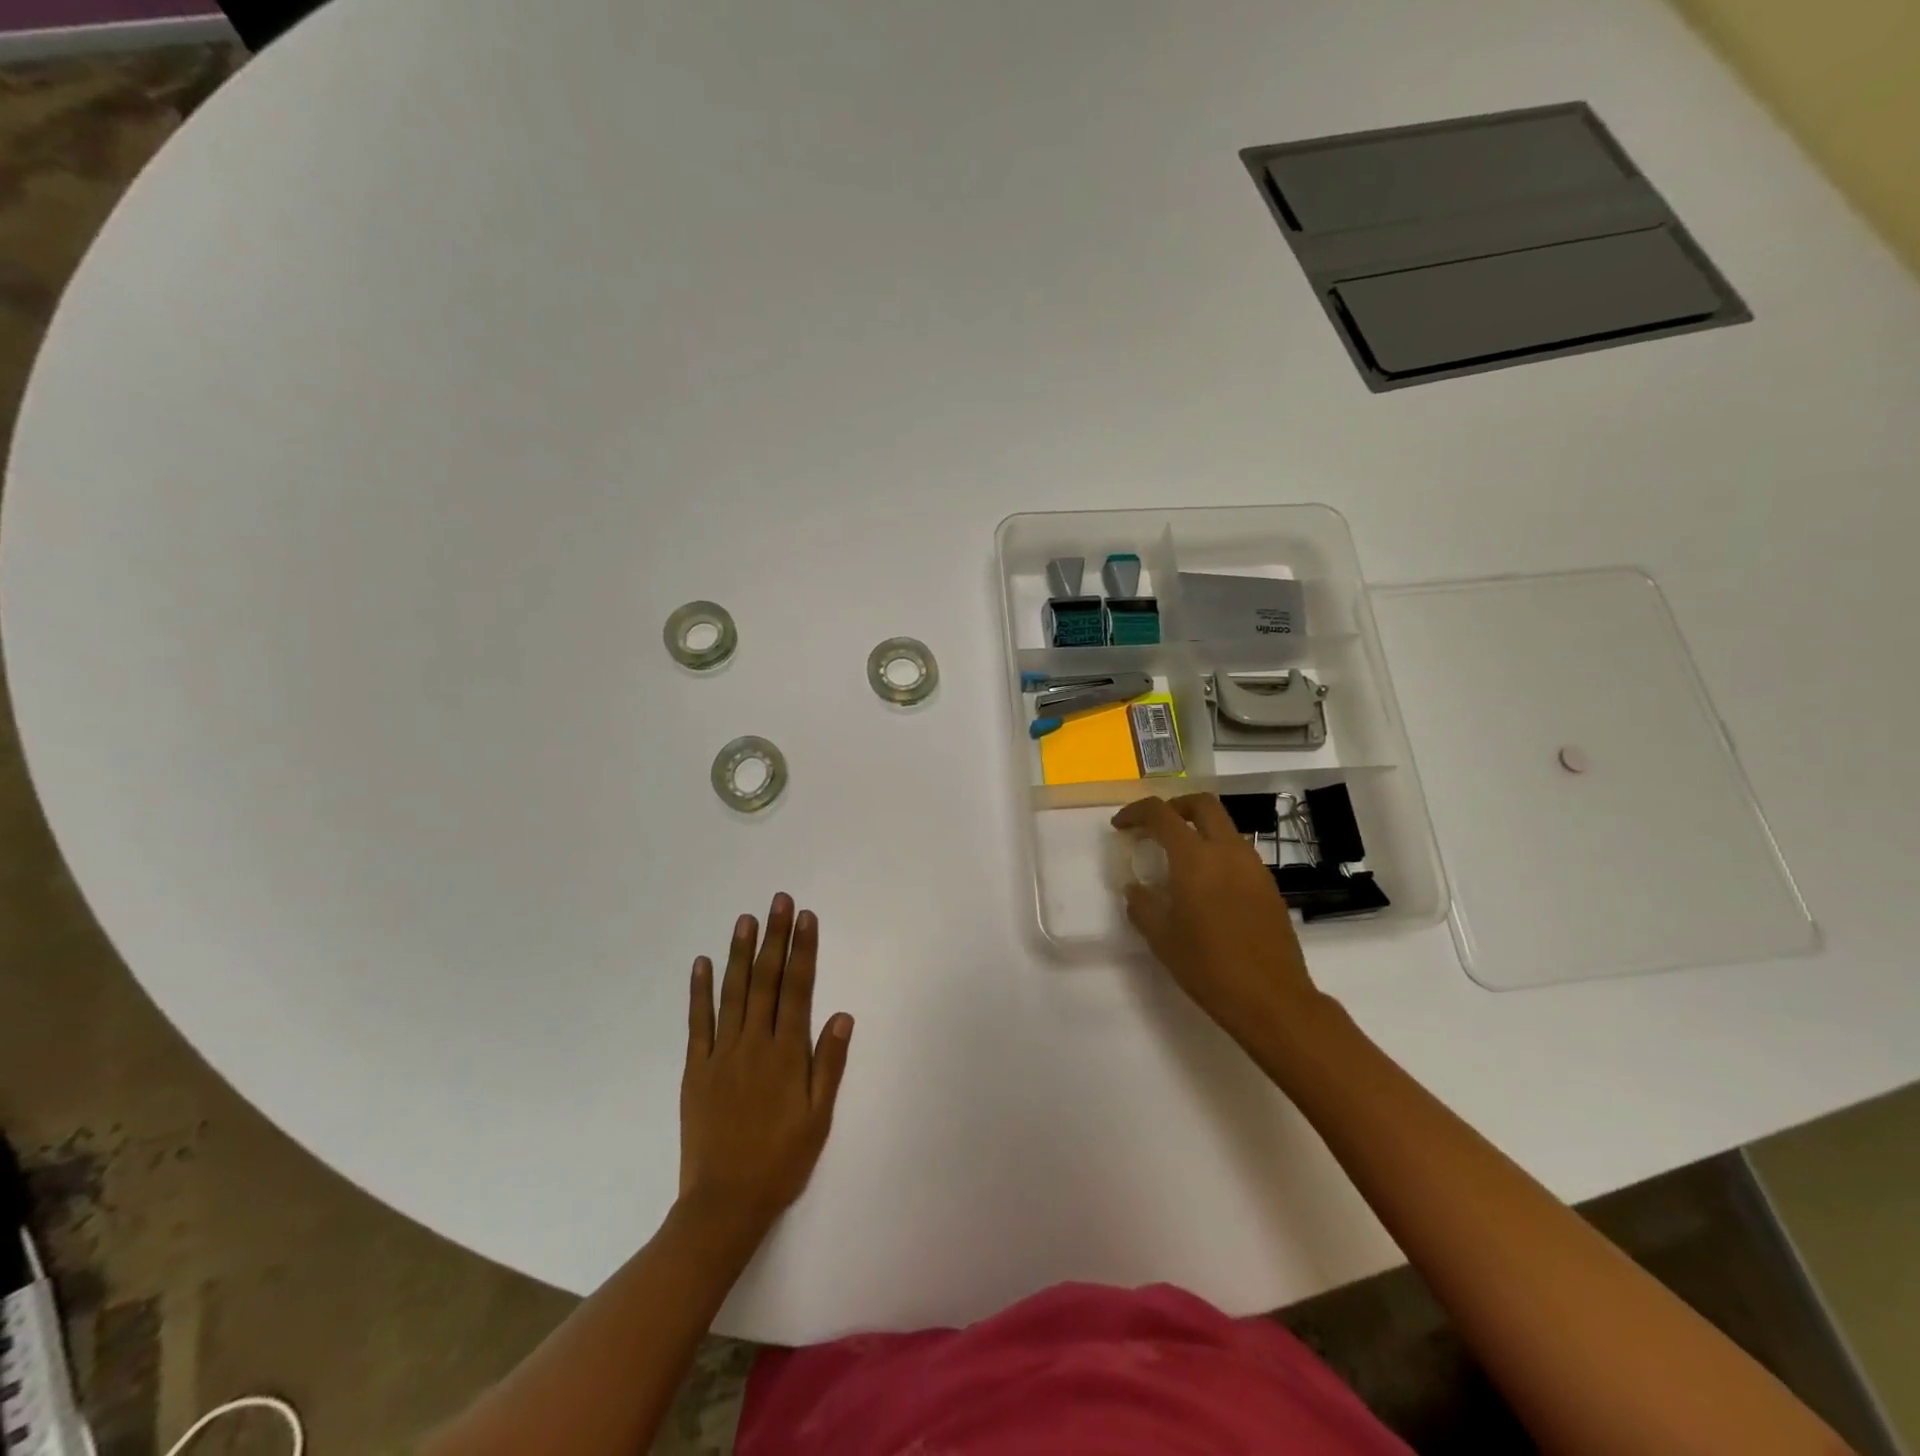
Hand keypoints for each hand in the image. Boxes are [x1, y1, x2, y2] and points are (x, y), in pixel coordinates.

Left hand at [679, 894, 852, 1232]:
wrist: (724, 1204)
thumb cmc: (781, 1161)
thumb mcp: (818, 1118)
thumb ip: (829, 1064)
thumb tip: (842, 1015)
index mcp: (787, 1053)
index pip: (798, 989)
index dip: (802, 950)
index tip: (805, 918)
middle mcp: (754, 1044)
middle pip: (766, 980)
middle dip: (774, 938)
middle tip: (778, 901)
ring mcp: (721, 1054)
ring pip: (732, 993)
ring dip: (739, 953)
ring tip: (745, 919)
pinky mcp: (695, 1070)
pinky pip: (697, 1023)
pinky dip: (699, 992)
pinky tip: (702, 963)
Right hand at [1111, 794, 1322, 1051]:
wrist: (1272, 999)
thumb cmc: (1208, 967)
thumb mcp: (1161, 938)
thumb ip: (1142, 905)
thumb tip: (1135, 888)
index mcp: (1195, 859)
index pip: (1161, 814)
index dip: (1136, 812)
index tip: (1120, 826)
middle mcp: (1227, 851)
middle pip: (1202, 804)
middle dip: (1174, 806)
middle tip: (1154, 826)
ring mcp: (1254, 866)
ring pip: (1224, 826)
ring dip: (1198, 829)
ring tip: (1177, 858)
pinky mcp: (1268, 885)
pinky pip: (1238, 852)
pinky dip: (1216, 851)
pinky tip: (1205, 885)